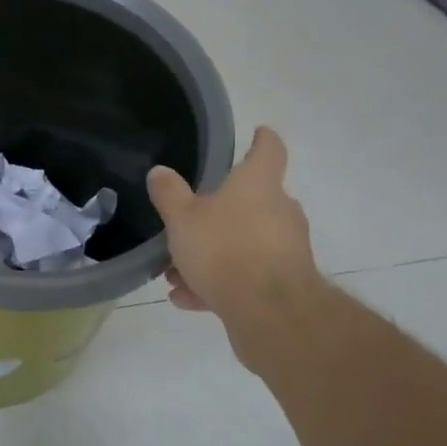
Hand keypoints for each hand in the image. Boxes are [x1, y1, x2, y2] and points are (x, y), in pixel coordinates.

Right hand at [146, 126, 323, 339]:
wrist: (270, 313)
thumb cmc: (225, 249)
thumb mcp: (182, 218)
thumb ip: (169, 194)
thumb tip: (160, 172)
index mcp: (258, 184)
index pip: (268, 150)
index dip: (262, 139)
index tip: (258, 132)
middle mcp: (280, 211)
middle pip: (253, 201)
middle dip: (220, 212)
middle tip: (189, 223)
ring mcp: (286, 249)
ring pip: (244, 243)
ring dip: (212, 254)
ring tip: (175, 273)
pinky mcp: (284, 285)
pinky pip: (247, 276)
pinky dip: (220, 284)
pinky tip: (188, 299)